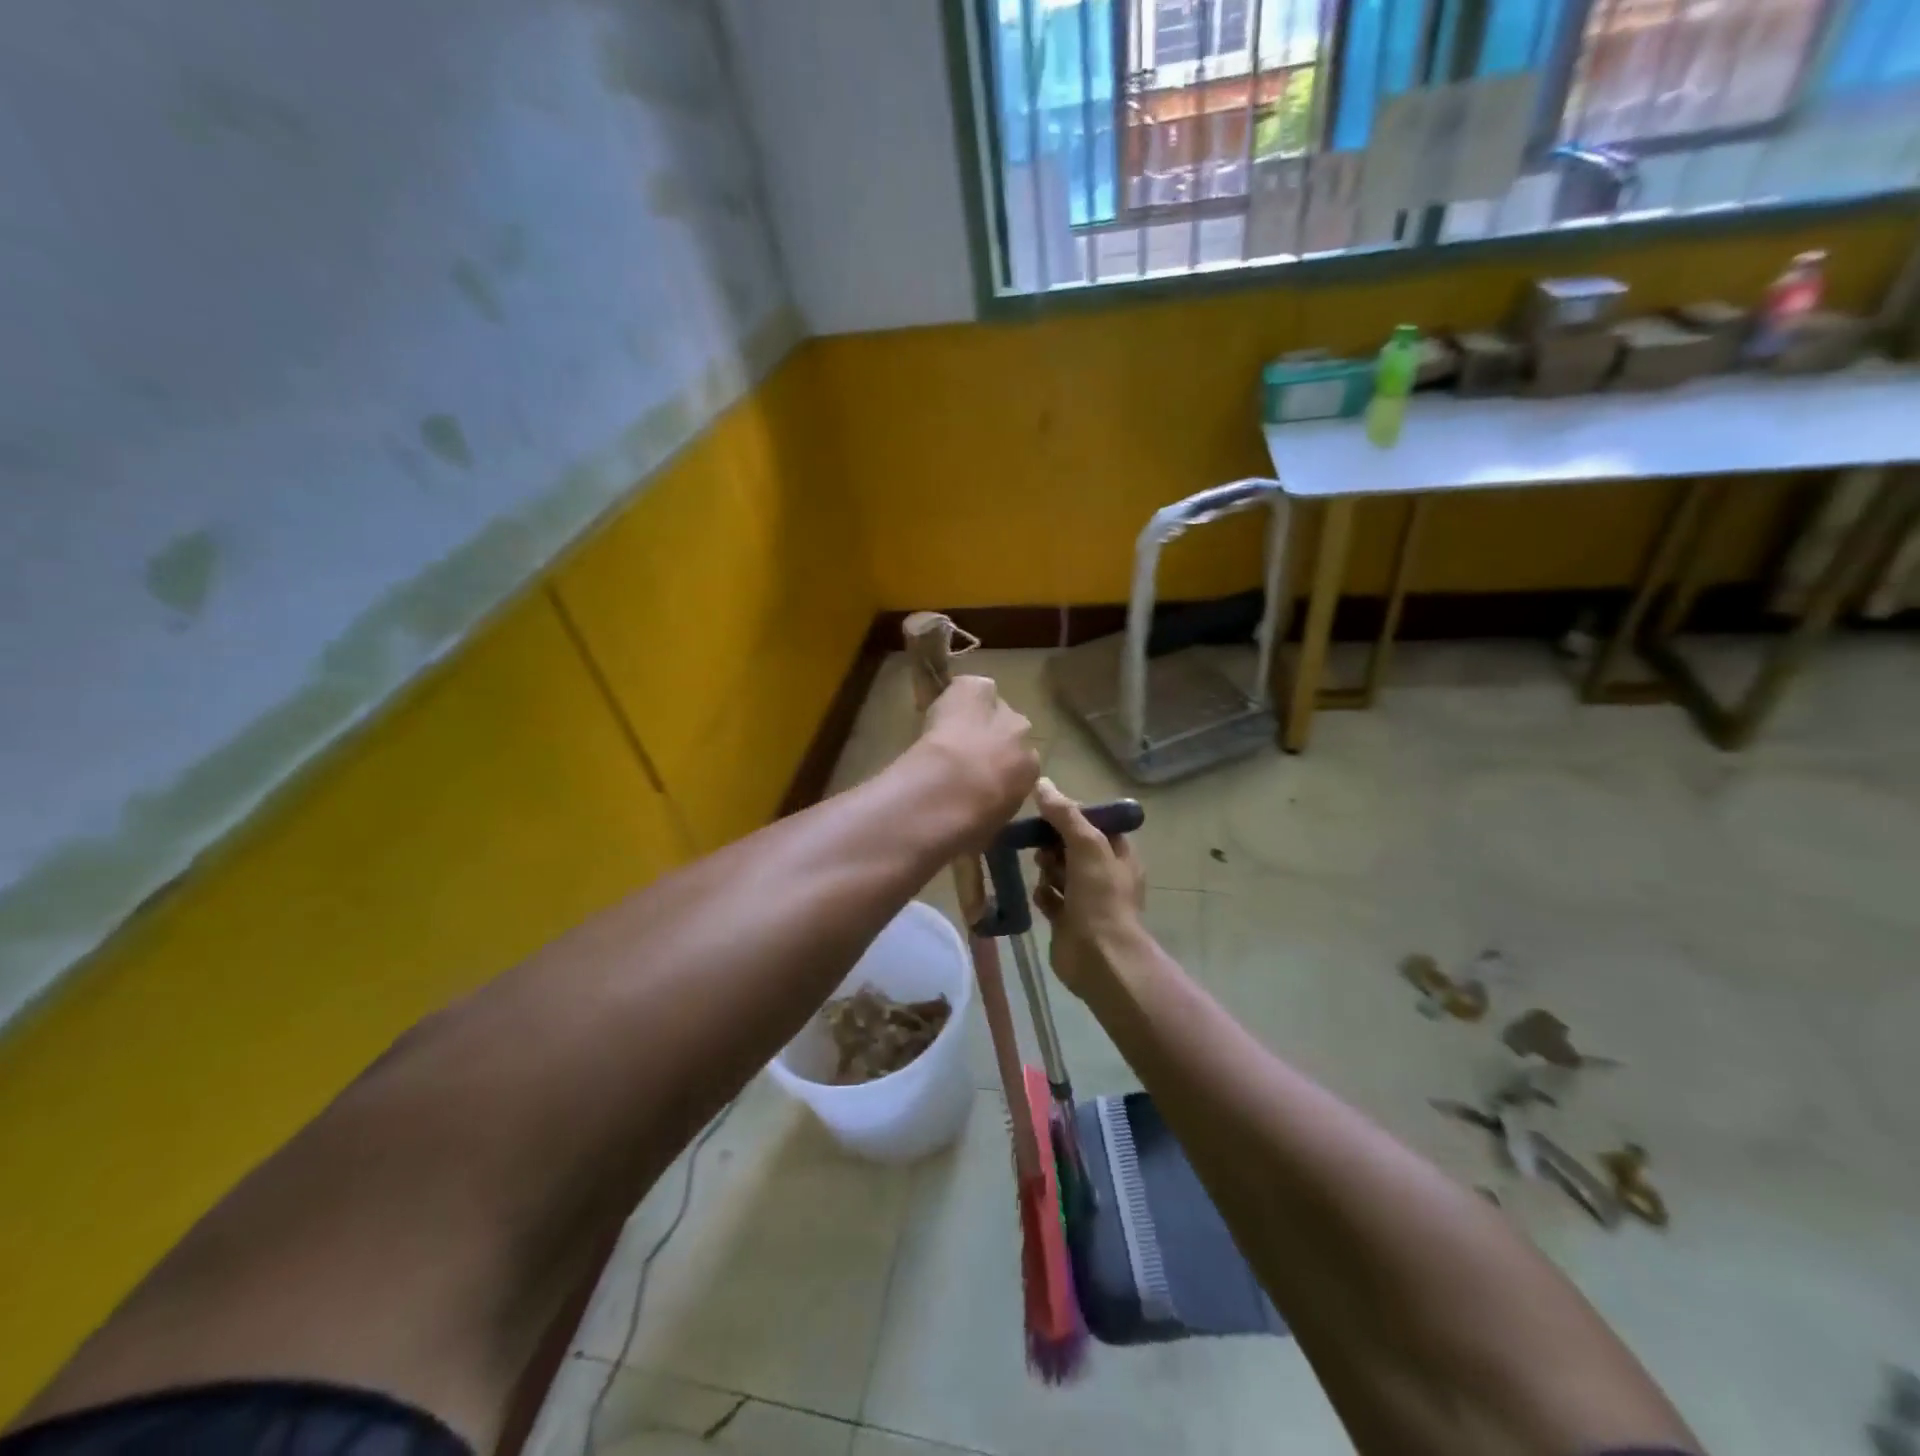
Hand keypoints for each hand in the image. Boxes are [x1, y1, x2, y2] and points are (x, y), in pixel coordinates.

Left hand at [913, 676, 1039, 844]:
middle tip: (964, 752)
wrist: (953, 791)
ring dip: (976, 715)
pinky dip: (958, 693)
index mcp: (1030, 772)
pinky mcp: (977, 690)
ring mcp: (1001, 712)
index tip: (979, 776)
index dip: (997, 768)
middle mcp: (1023, 738)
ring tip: (949, 729)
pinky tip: (941, 706)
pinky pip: (972, 686)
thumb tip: (979, 819)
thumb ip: (991, 810)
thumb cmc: (972, 821)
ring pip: (992, 705)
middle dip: (991, 739)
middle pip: (1011, 730)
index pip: (1020, 764)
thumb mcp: (990, 824)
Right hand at [1033, 778, 1146, 999]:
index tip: (1048, 811)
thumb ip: (1065, 815)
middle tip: (1042, 846)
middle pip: (1072, 846)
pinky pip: (1049, 897)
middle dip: (1055, 843)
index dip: (1072, 815)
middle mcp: (1104, 874)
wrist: (1099, 958)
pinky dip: (1043, 894)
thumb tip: (1042, 783)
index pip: (1094, 823)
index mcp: (1118, 854)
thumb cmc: (1100, 897)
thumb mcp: (1087, 845)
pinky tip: (1040, 895)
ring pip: (1059, 871)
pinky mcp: (1066, 919)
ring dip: (1047, 868)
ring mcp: (1085, 898)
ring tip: (1041, 869)